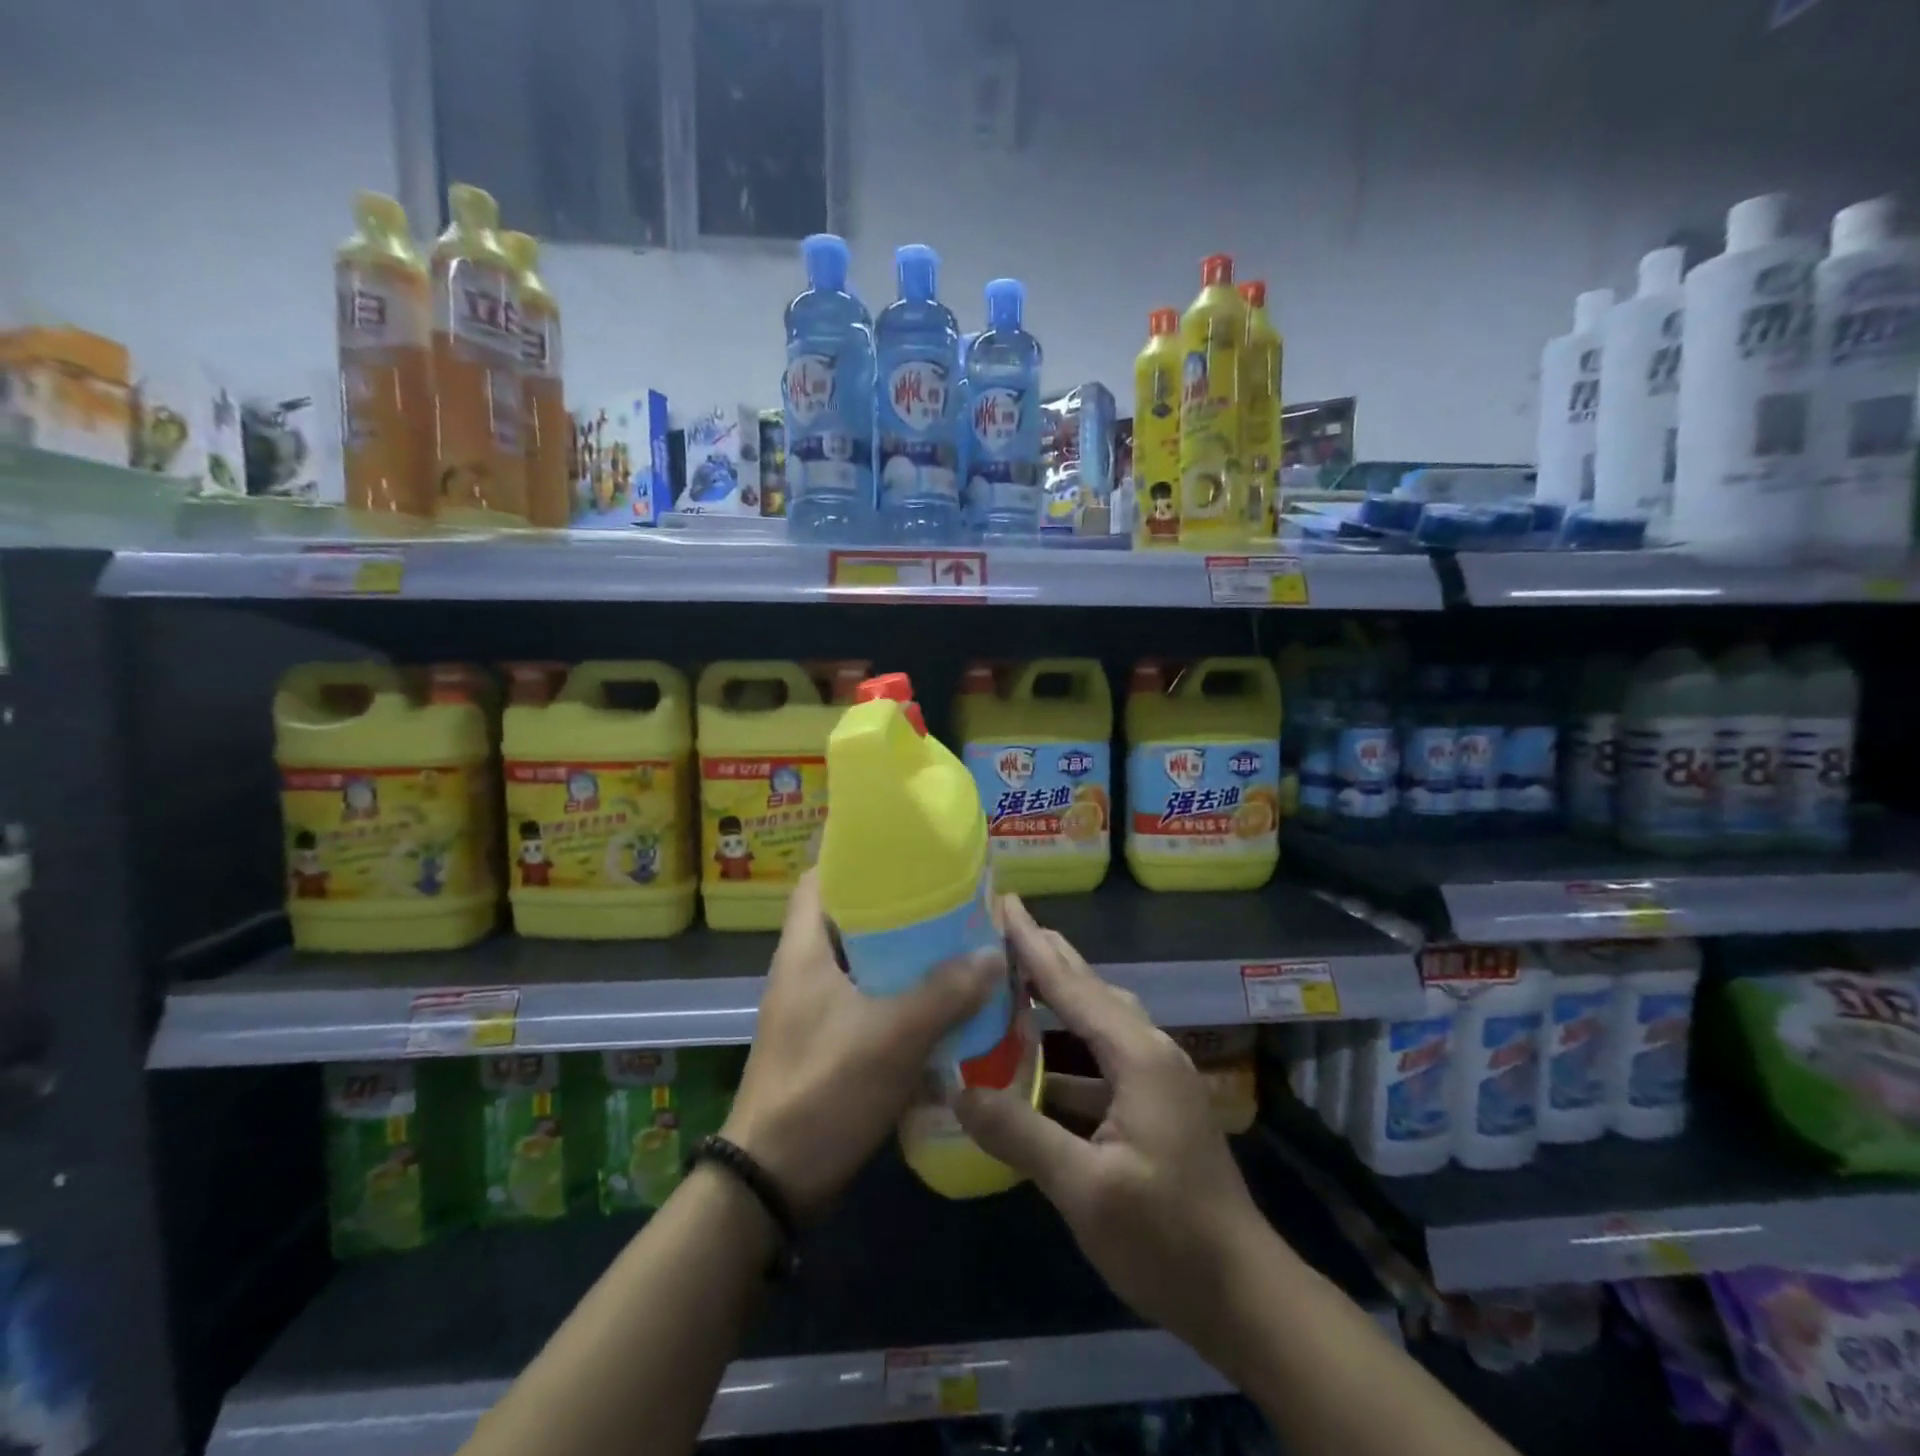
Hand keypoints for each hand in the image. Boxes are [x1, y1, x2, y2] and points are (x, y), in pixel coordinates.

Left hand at [722, 871, 999, 1221]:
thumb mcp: (891, 1036)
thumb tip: (994, 954)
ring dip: (904, 955)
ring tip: (955, 943)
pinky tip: (942, 1000)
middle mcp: (805, 970)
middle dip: (897, 908)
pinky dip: (901, 994)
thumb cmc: (823, 1089)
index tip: (905, 852)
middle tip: (949, 899)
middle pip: (851, 918)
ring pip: (864, 962)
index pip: (821, 879)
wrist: (773, 1181)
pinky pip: (869, 1000)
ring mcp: (814, 1008)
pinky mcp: (828, 1042)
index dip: (856, 857)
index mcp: (804, 950)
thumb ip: (945, 993)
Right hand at [955, 897, 1273, 1374]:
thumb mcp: (1086, 1190)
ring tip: (1011, 979)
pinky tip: (1036, 1060)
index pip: (1072, 985)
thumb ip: (1021, 1134)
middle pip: (1089, 989)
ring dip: (1056, 998)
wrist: (1244, 1295)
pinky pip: (1100, 1056)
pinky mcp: (1153, 1104)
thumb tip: (959, 1092)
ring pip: (1096, 1020)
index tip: (1003, 902)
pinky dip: (1065, 1047)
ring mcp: (1155, 1078)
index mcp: (1137, 1055)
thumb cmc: (1167, 1238)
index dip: (1032, 944)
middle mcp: (1149, 1051)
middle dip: (1046, 955)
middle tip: (1002, 924)